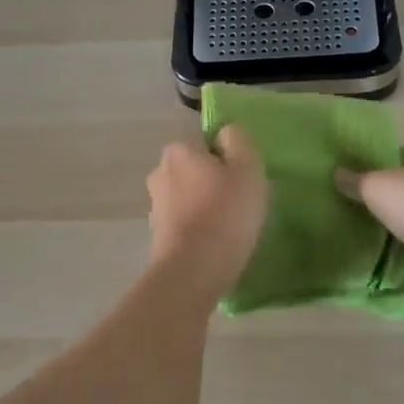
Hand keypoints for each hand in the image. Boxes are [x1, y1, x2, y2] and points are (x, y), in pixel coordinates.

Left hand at [146, 126, 268, 297]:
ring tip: (229, 229)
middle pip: (196, 170)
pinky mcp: (157, 236)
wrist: (193, 270)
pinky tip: (214, 245)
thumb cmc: (225, 213)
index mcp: (179, 150)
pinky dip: (197, 230)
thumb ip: (239, 141)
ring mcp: (155, 205)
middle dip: (213, 183)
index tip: (243, 182)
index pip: (207, 144)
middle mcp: (160, 172)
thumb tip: (227, 133)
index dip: (228, 160)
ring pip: (189, 197)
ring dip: (205, 207)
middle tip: (240, 204)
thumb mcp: (247, 168)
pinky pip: (185, 223)